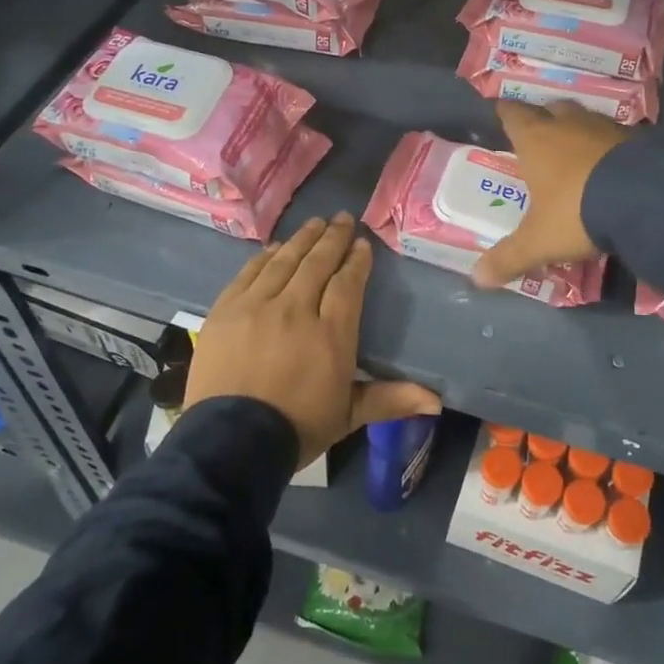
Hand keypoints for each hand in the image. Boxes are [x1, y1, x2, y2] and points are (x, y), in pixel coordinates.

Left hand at [184, 213, 440, 468]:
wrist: (229, 444)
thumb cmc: (296, 429)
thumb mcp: (347, 416)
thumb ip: (390, 399)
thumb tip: (437, 401)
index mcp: (330, 334)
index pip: (347, 284)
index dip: (356, 261)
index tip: (363, 245)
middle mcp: (295, 310)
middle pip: (317, 263)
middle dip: (333, 238)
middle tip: (342, 219)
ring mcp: (257, 306)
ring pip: (284, 261)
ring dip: (302, 239)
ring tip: (315, 223)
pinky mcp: (226, 310)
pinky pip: (249, 273)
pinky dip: (265, 257)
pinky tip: (275, 248)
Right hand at [473, 100, 631, 288]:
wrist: (645, 198)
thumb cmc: (576, 211)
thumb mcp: (539, 241)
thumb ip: (509, 257)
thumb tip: (478, 279)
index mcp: (536, 141)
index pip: (514, 116)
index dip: (507, 113)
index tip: (502, 111)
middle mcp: (568, 125)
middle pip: (552, 110)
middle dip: (546, 118)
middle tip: (542, 133)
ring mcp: (606, 128)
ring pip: (586, 120)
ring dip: (579, 131)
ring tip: (577, 149)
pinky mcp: (639, 139)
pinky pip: (617, 137)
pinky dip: (610, 147)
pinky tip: (612, 164)